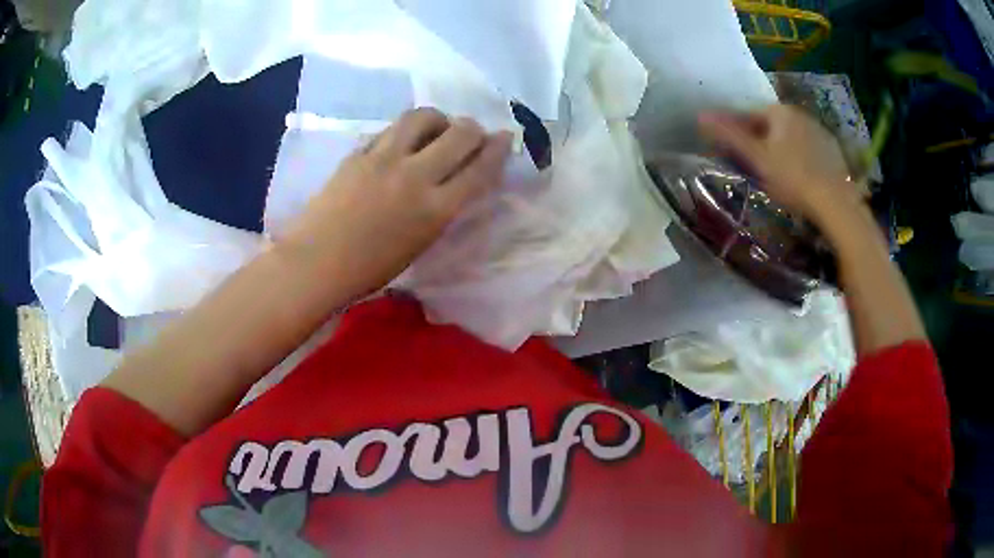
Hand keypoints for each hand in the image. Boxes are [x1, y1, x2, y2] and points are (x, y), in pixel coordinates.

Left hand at [283, 108, 512, 294]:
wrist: (317, 262)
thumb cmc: (370, 268)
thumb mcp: (420, 243)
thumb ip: (442, 208)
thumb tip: (456, 179)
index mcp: (435, 209)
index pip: (479, 168)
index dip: (498, 149)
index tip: (504, 138)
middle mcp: (415, 176)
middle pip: (459, 133)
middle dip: (473, 129)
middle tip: (471, 134)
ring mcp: (384, 159)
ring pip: (422, 117)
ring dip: (438, 119)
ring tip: (435, 129)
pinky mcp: (359, 152)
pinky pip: (390, 130)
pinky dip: (404, 132)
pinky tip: (402, 142)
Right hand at [698, 104, 858, 225]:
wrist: (836, 204)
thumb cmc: (793, 178)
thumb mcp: (756, 158)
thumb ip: (729, 136)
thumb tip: (700, 115)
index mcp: (779, 111)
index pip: (749, 115)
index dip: (736, 132)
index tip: (729, 152)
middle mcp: (800, 114)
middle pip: (771, 125)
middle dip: (758, 140)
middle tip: (752, 166)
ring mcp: (819, 131)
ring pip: (790, 137)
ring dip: (779, 148)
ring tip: (776, 174)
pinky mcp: (833, 150)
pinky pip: (808, 148)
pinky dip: (799, 157)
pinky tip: (799, 177)